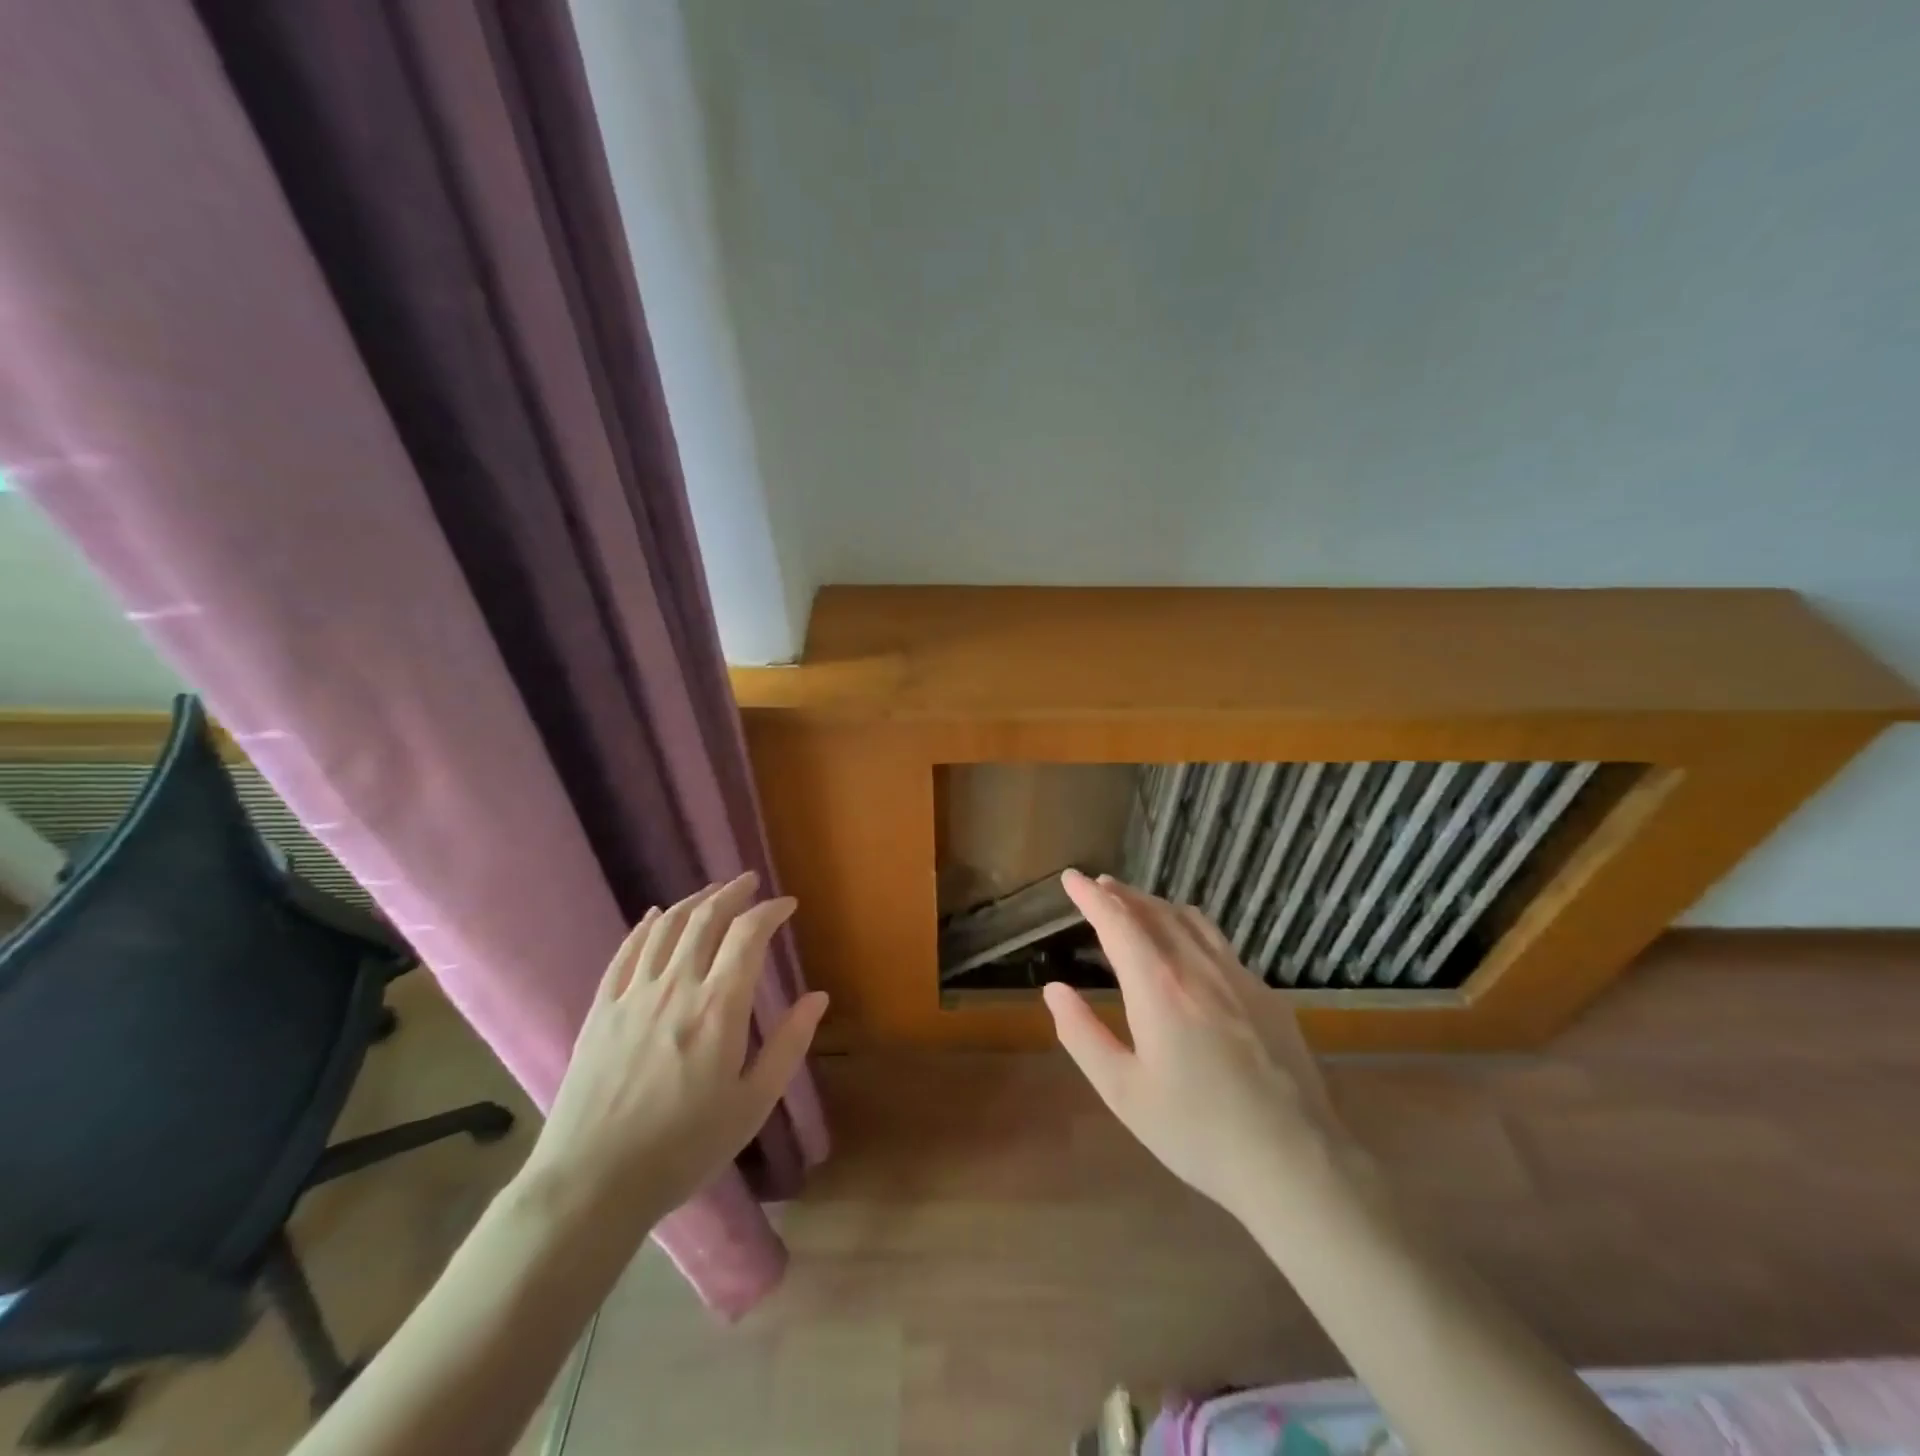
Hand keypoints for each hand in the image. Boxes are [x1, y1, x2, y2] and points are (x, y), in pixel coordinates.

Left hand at [518, 873, 827, 1237]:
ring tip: (711, 892)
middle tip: (749, 883)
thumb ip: (788, 1045)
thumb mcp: (752, 1104)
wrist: (592, 1183)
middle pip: (705, 919)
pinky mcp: (601, 1009)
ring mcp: (633, 994)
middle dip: (732, 893)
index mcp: (719, 1007)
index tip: (786, 905)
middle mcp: (676, 986)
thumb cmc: (683, 1148)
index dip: (770, 911)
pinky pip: (626, 952)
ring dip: (692, 901)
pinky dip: (645, 926)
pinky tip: (654, 916)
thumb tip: (818, 997)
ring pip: (666, 927)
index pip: (748, 935)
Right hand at [1044, 869, 1345, 1223]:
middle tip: (1099, 886)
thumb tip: (1053, 990)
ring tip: (1137, 906)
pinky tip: (1189, 947)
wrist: (1296, 1162)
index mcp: (1158, 987)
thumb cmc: (1197, 1132)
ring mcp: (1239, 977)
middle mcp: (1198, 968)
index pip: (1117, 922)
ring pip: (1191, 921)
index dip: (1090, 896)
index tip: (1070, 877)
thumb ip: (1082, 1035)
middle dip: (1122, 894)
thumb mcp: (1123, 1092)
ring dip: (1157, 905)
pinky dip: (1190, 927)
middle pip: (1154, 912)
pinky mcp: (1267, 995)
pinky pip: (1219, 943)